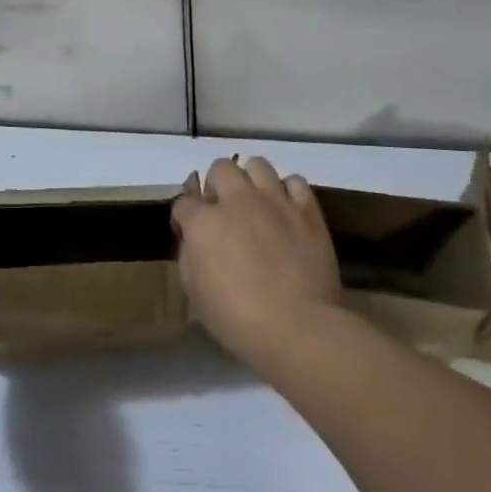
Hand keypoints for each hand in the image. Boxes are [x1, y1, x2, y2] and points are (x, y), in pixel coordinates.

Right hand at [172, 157, 342, 372]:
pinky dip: (288, 191)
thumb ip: (189, 256)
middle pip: (220, 169)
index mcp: (204, 222)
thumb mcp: (195, 293)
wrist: (297, 326)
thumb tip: (194, 239)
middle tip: (224, 211)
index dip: (185, 217)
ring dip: (252, 180)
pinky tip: (287, 209)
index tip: (190, 232)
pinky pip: (295, 181)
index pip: (184, 202)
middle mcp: (237, 200)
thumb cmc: (237, 318)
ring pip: (258, 165)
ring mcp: (274, 200)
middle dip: (217, 186)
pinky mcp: (306, 209)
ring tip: (256, 202)